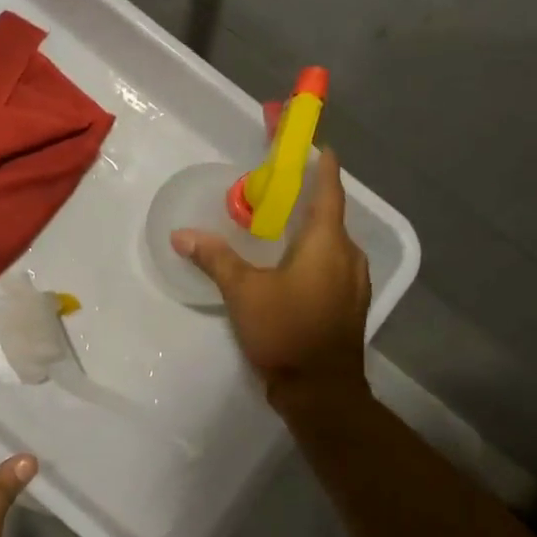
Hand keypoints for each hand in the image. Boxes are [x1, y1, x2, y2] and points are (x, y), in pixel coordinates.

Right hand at [172, 148, 371, 398]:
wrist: (321, 391)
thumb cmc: (286, 331)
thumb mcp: (243, 291)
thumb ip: (215, 258)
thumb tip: (182, 235)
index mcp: (329, 243)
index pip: (329, 190)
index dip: (323, 166)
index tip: (317, 146)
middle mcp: (349, 255)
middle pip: (331, 215)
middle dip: (308, 198)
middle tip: (277, 189)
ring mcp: (354, 282)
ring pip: (332, 243)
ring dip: (310, 229)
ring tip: (280, 225)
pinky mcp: (349, 304)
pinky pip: (333, 264)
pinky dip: (314, 254)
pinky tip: (290, 264)